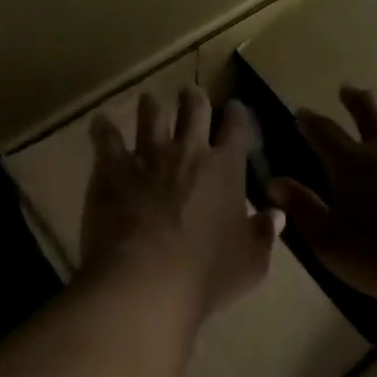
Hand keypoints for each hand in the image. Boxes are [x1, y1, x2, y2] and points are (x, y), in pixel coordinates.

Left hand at [81, 86, 283, 324]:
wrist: (145, 282)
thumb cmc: (206, 275)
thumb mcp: (251, 262)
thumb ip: (263, 234)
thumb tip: (276, 214)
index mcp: (225, 169)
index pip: (237, 128)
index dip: (238, 115)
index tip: (235, 108)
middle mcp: (188, 153)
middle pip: (193, 110)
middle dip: (194, 98)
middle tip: (190, 94)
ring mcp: (147, 157)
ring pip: (150, 115)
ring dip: (152, 105)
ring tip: (149, 100)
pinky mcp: (112, 169)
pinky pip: (106, 139)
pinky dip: (103, 128)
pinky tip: (100, 122)